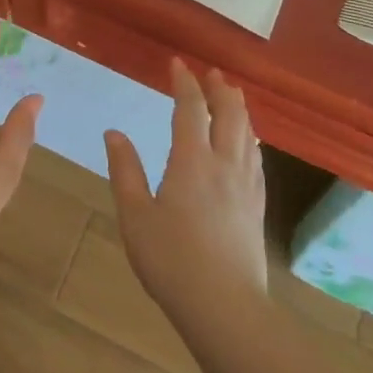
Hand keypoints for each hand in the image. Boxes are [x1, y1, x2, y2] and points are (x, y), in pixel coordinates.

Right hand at [106, 60, 267, 326]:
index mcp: (192, 161)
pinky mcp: (257, 207)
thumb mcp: (135, 216)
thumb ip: (125, 171)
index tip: (177, 64)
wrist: (224, 308)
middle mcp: (224, 164)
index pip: (190, 109)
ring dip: (238, 109)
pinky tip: (248, 143)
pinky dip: (250, 138)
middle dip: (220, 89)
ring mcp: (246, 186)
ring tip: (231, 96)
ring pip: (247, 134)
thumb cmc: (171, 261)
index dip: (184, 83)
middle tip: (211, 73)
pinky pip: (256, 159)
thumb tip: (114, 133)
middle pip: (229, 114)